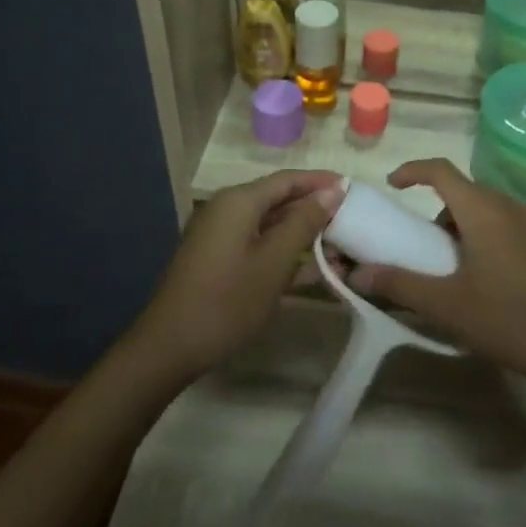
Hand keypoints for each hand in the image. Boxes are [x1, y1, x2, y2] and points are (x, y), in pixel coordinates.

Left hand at [130, 171, 345, 384]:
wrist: (170, 347)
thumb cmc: (227, 300)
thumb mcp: (274, 261)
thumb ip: (304, 222)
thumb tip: (334, 189)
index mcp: (239, 201)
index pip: (288, 179)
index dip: (321, 182)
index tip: (355, 189)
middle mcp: (228, 210)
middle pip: (279, 199)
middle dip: (315, 209)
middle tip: (352, 220)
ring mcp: (221, 236)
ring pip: (271, 224)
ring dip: (303, 234)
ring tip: (339, 247)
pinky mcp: (219, 260)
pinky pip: (259, 244)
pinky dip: (284, 253)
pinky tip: (313, 270)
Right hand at [352, 159, 525, 389]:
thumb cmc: (510, 319)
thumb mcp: (447, 305)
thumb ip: (400, 284)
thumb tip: (357, 273)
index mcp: (483, 211)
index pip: (441, 171)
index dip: (412, 170)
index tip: (392, 185)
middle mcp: (509, 207)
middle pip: (463, 191)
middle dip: (435, 209)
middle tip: (418, 242)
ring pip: (485, 209)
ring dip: (460, 225)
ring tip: (448, 266)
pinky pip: (505, 224)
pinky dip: (483, 235)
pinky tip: (482, 277)